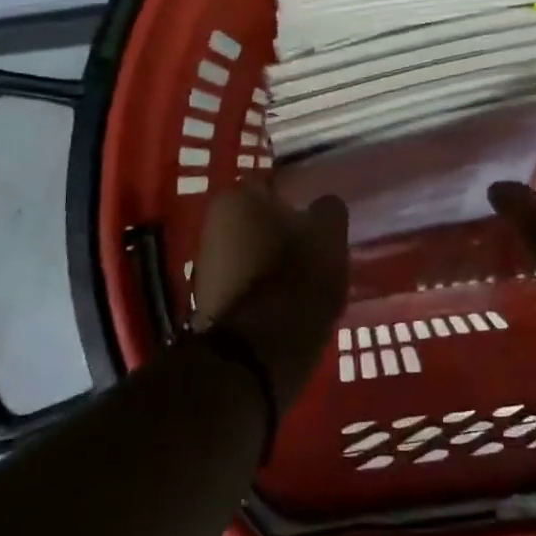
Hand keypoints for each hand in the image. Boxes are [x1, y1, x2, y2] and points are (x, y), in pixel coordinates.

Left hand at [193, 183, 349, 409]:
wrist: (260, 351)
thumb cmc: (297, 277)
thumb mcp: (329, 234)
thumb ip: (328, 209)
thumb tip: (323, 205)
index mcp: (237, 196)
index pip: (273, 183)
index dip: (299, 195)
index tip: (318, 213)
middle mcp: (212, 222)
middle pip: (258, 218)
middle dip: (283, 229)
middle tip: (315, 244)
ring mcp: (206, 263)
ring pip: (252, 250)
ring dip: (273, 258)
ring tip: (307, 277)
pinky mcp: (209, 300)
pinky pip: (246, 281)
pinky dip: (264, 286)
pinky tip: (289, 301)